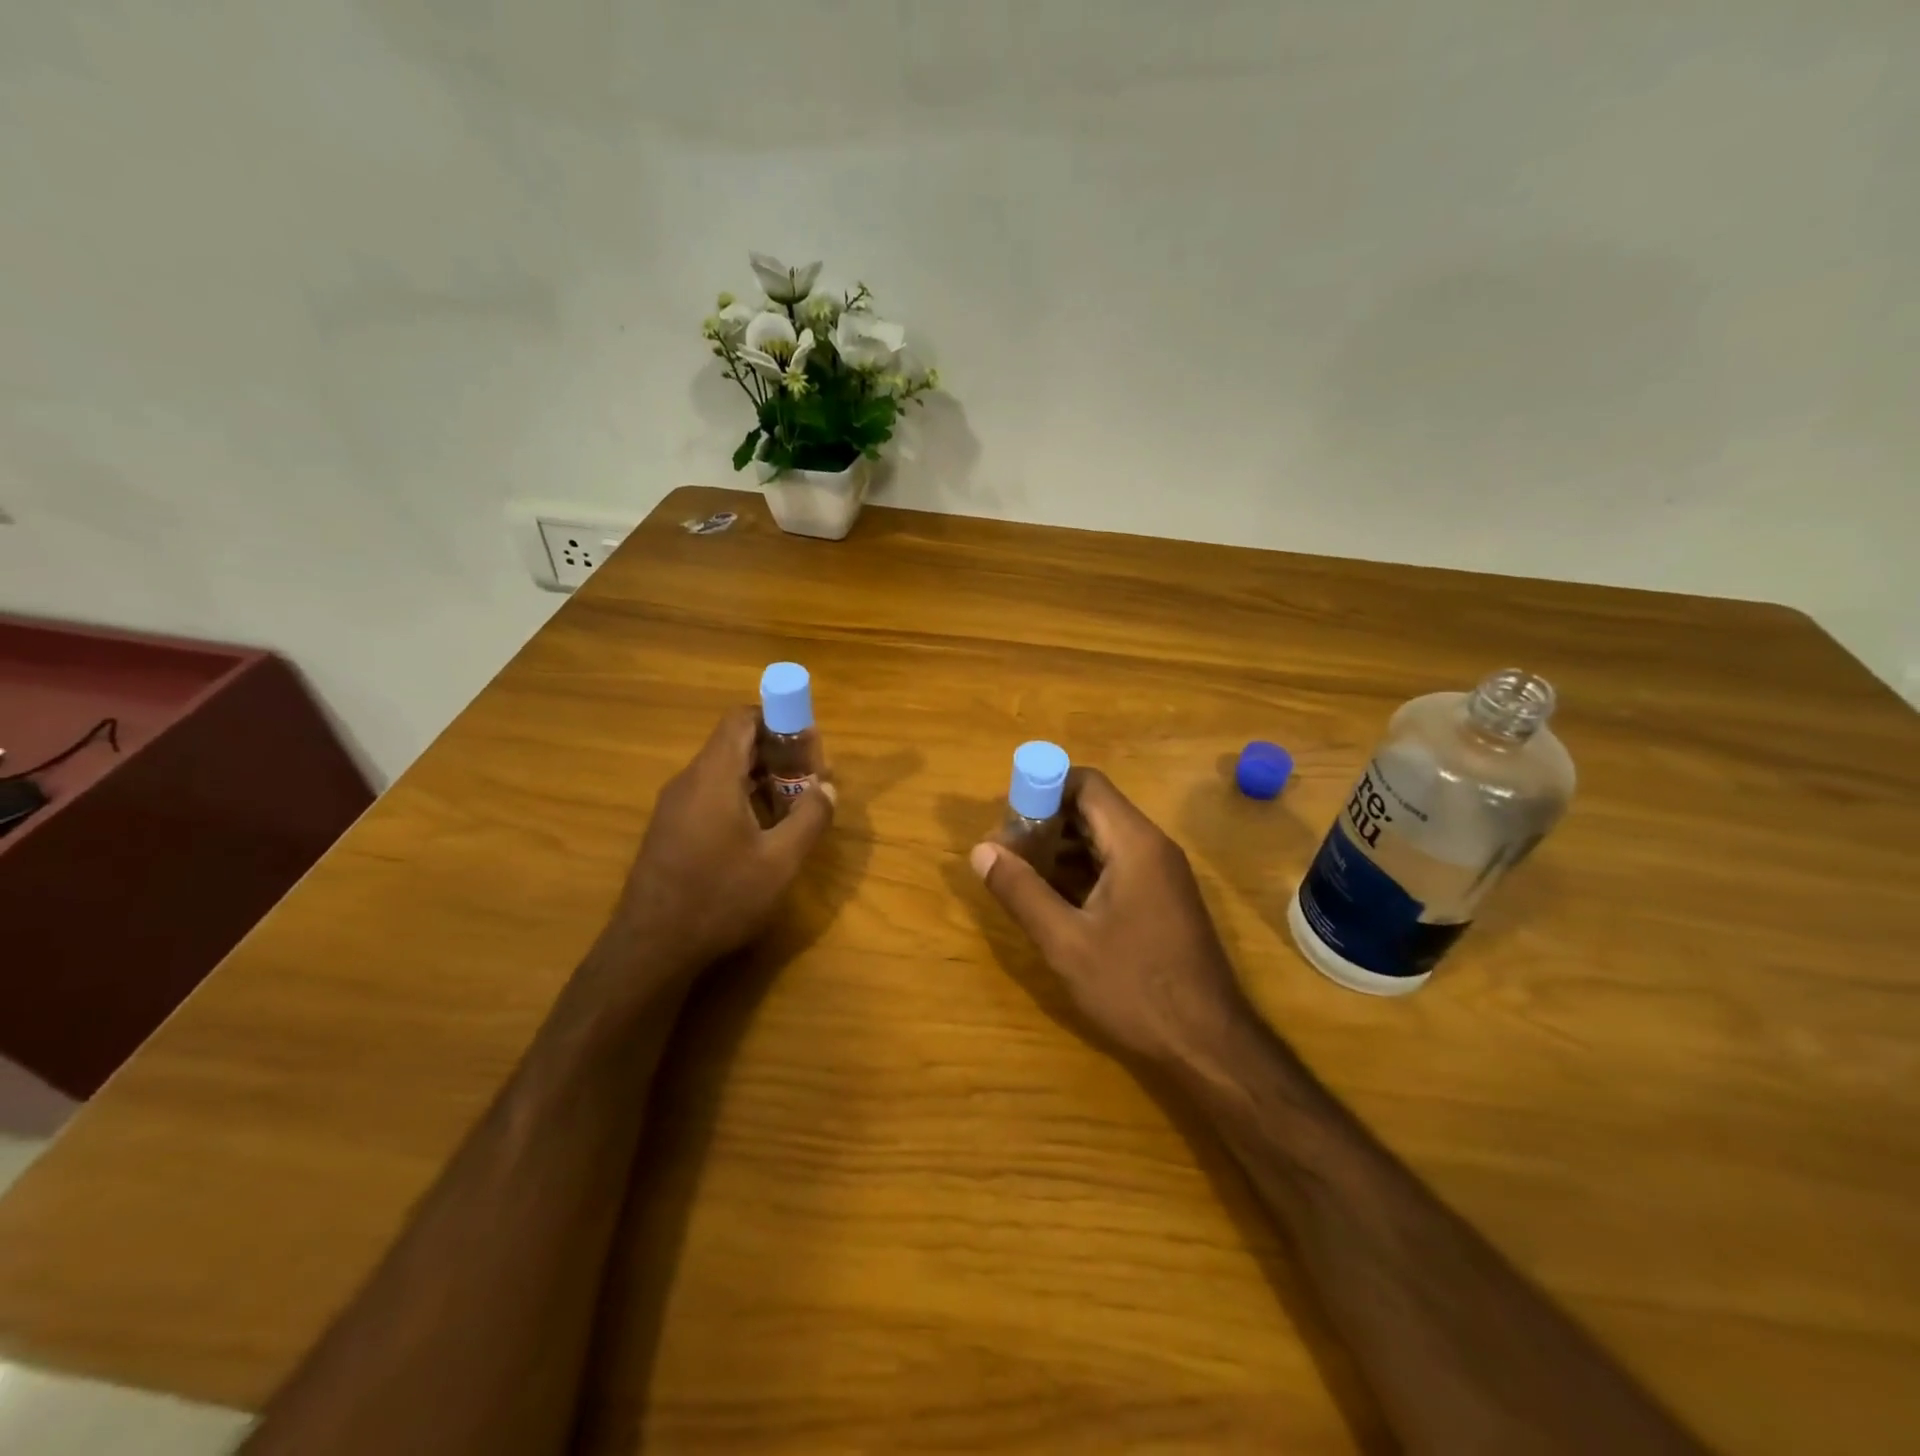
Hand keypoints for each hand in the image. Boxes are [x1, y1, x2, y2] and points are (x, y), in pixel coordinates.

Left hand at [608, 707, 835, 980]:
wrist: (651, 948)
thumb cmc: (720, 897)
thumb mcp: (780, 862)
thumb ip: (810, 818)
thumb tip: (827, 788)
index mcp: (713, 776)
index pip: (741, 719)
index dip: (778, 720)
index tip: (808, 746)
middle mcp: (689, 781)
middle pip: (734, 744)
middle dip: (777, 754)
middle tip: (809, 782)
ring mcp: (673, 806)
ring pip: (722, 772)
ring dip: (761, 780)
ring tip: (792, 809)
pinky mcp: (668, 830)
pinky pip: (709, 795)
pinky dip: (740, 799)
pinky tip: (759, 834)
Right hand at [970, 768, 1247, 1065]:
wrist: (1209, 1045)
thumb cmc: (1135, 987)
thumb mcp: (1066, 942)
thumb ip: (1021, 891)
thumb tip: (981, 850)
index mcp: (1134, 843)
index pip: (1086, 783)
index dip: (1042, 788)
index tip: (1006, 818)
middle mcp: (1152, 847)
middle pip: (1092, 809)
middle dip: (1044, 822)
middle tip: (1005, 852)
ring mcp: (1161, 874)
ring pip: (1102, 839)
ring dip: (1059, 848)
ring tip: (1019, 875)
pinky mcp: (1161, 899)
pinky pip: (1115, 865)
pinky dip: (1080, 871)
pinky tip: (1052, 899)